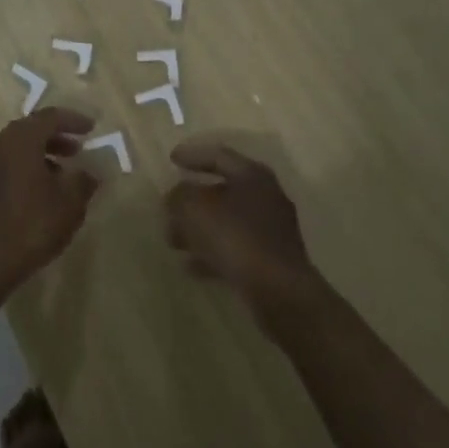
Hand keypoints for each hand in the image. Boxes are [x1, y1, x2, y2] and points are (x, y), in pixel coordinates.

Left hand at [0, 109, 98, 303]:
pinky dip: (28, 170)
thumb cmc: (29, 225)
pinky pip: (9, 166)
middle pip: (32, 130)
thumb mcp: (69, 204)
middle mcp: (0, 145)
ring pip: (19, 149)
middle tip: (78, 149)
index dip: (73, 120)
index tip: (91, 128)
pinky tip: (41, 194)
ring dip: (43, 155)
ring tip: (63, 174)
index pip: (50, 117)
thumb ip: (83, 182)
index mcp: (22, 139)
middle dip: (57, 137)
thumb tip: (89, 172)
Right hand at [166, 143, 322, 318]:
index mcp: (252, 176)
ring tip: (173, 241)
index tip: (172, 159)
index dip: (193, 155)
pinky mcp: (270, 260)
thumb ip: (180, 196)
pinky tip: (191, 266)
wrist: (280, 291)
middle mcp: (266, 197)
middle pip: (223, 190)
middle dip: (192, 200)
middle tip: (168, 207)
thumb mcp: (196, 210)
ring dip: (199, 229)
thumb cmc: (236, 238)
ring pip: (227, 221)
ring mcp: (271, 230)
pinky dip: (212, 253)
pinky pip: (235, 248)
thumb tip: (177, 195)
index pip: (219, 155)